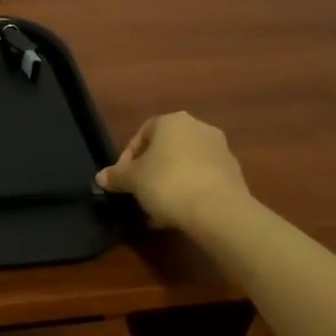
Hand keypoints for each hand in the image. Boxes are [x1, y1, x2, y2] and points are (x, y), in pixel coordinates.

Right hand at [97, 112, 250, 231]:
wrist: (219, 211)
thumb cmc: (167, 183)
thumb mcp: (132, 180)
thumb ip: (116, 176)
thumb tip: (101, 178)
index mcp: (171, 121)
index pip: (142, 135)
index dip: (128, 158)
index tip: (123, 180)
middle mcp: (198, 128)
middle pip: (165, 150)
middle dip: (150, 172)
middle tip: (140, 194)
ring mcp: (220, 150)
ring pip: (185, 166)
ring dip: (170, 184)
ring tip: (158, 210)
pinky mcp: (235, 174)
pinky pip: (203, 180)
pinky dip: (190, 192)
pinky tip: (180, 214)